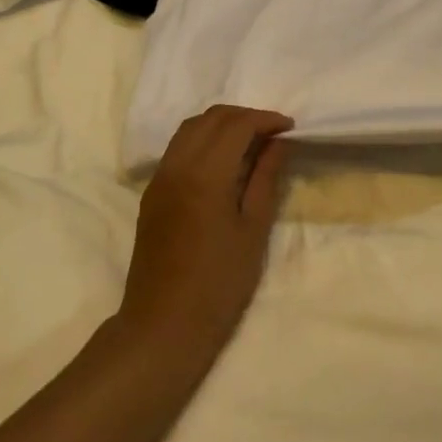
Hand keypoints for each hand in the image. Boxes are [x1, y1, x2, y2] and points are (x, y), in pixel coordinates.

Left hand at [118, 105, 293, 357]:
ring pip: (190, 128)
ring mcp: (159, 178)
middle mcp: (177, 165)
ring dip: (221, 124)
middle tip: (273, 133)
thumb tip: (278, 143)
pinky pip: (178, 148)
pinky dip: (203, 139)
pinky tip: (222, 160)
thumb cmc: (219, 283)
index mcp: (205, 174)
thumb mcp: (253, 230)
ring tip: (250, 142)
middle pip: (211, 118)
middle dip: (244, 116)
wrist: (163, 325)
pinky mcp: (152, 192)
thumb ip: (265, 178)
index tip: (289, 128)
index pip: (237, 125)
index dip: (265, 119)